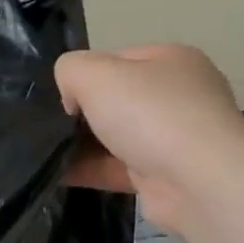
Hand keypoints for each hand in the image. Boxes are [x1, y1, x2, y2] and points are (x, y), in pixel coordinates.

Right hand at [56, 45, 243, 231]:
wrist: (200, 182)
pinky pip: (114, 169)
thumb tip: (71, 98)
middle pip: (114, 100)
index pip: (115, 60)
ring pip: (113, 137)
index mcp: (171, 61)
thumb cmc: (150, 115)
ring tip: (43, 152)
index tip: (61, 98)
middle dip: (80, 113)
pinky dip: (87, 171)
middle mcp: (177, 96)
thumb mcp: (94, 73)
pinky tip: (55, 174)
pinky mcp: (163, 176)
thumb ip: (70, 69)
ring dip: (80, 145)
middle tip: (49, 126)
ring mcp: (173, 138)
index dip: (83, 76)